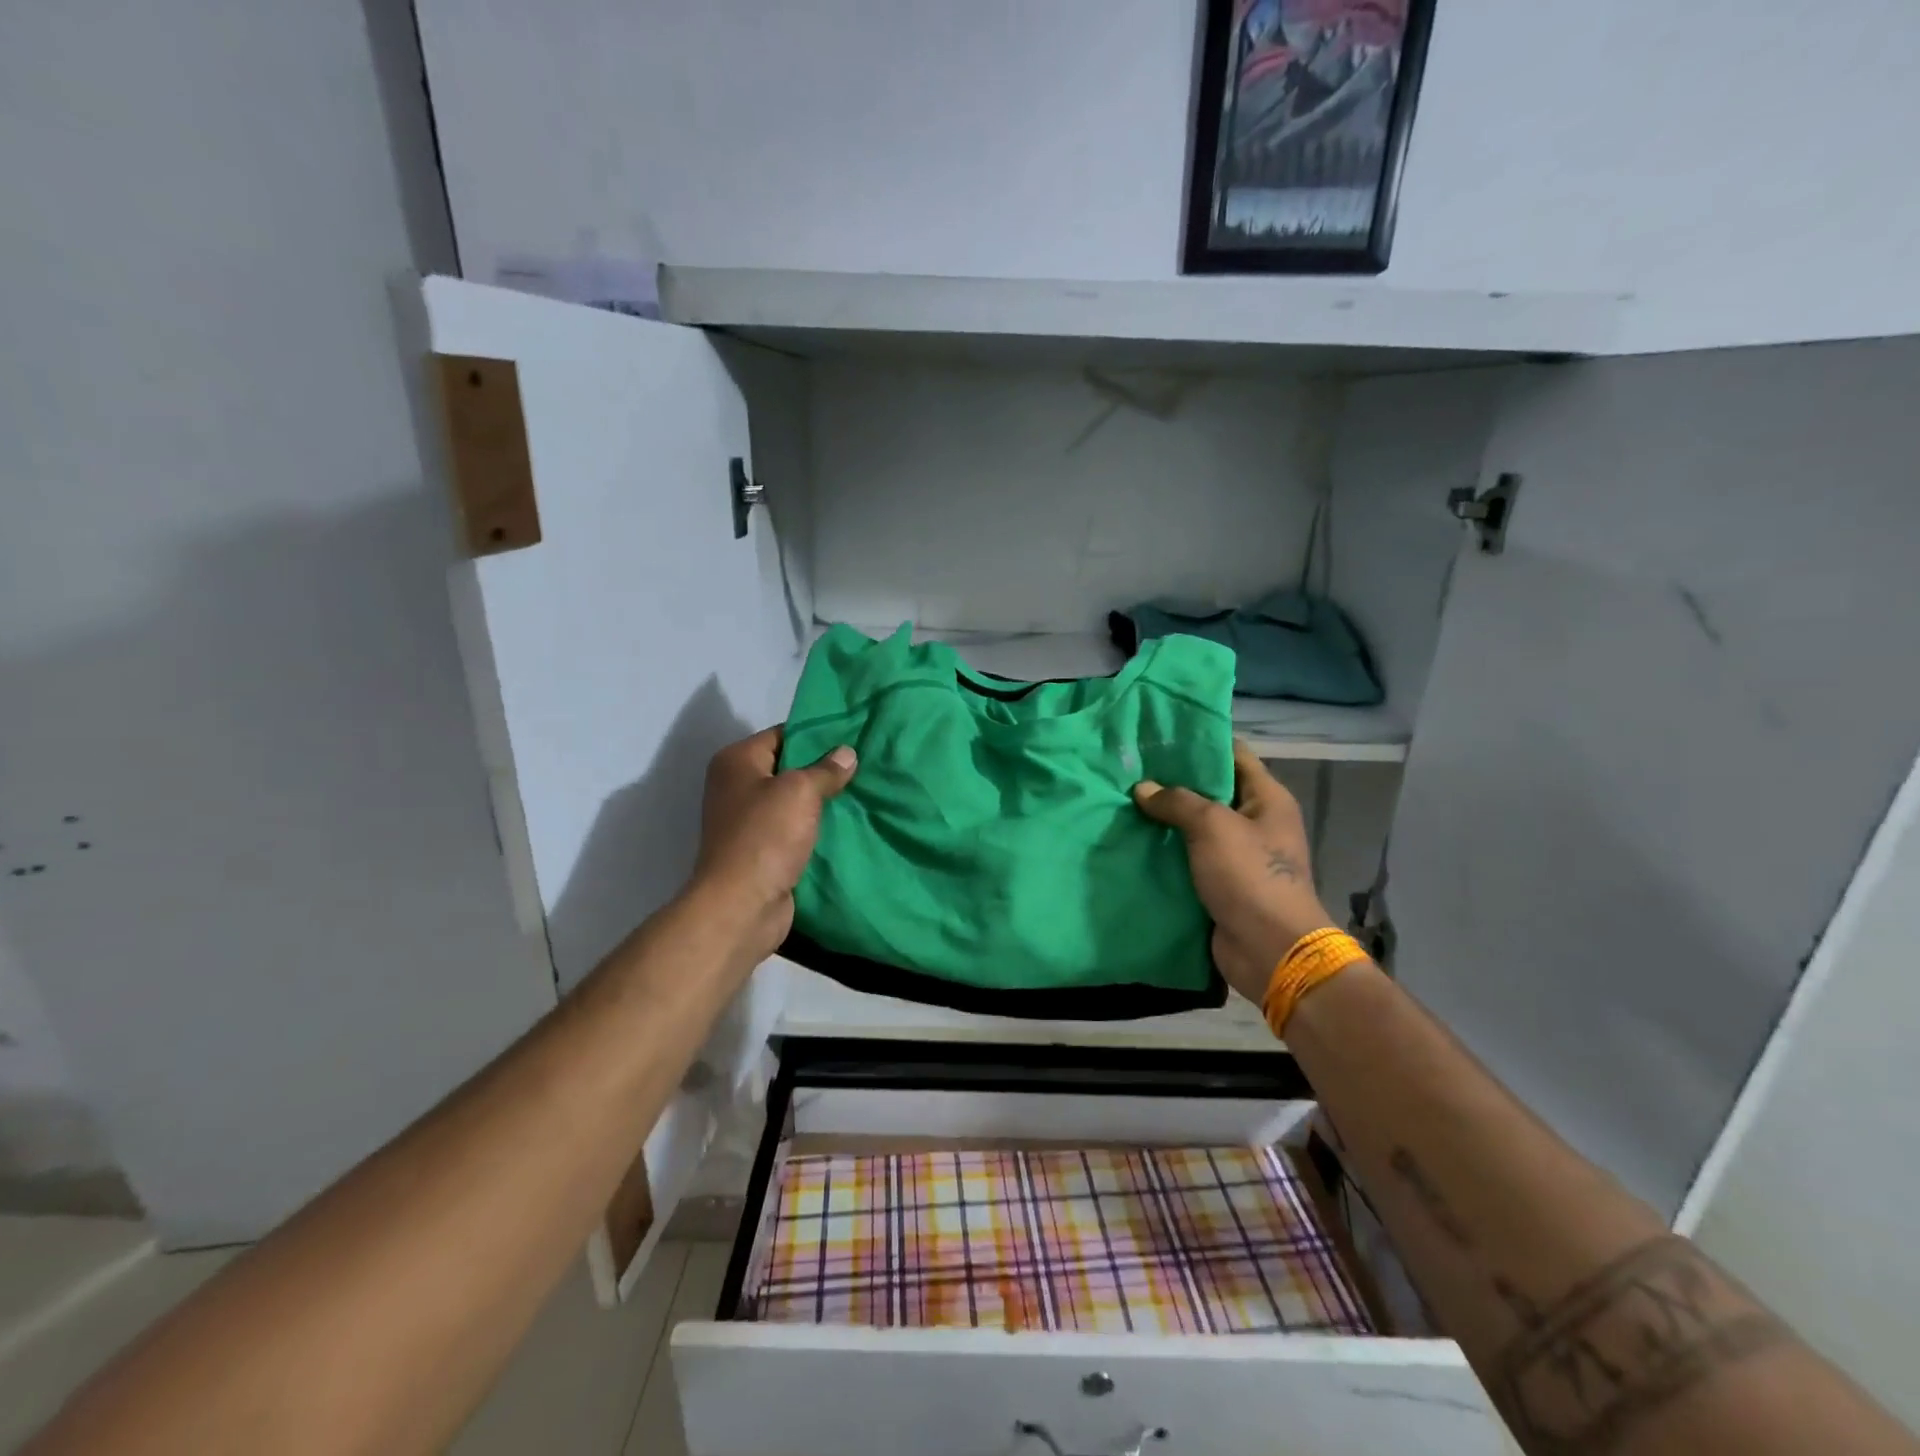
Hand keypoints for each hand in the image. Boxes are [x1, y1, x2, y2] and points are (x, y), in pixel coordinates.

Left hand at [690, 727, 856, 962]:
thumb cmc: (766, 836)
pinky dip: (816, 827)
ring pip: (794, 801)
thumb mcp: (801, 792)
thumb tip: (847, 753)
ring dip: (822, 801)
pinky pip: (794, 829)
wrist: (742, 906)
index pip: (782, 734)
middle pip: (788, 767)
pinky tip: (847, 824)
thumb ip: (826, 770)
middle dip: (823, 769)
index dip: (817, 735)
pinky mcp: (761, 850)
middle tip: (864, 764)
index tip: (853, 737)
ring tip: (863, 792)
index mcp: (736, 761)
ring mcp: (747, 821)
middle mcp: (736, 786)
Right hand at [1133, 740, 1336, 1004]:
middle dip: (1173, 782)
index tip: (1159, 736)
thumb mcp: (1212, 827)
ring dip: (1164, 820)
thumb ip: (1177, 801)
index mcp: (1266, 799)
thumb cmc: (1250, 876)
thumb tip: (1143, 789)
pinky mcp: (1220, 885)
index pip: (1233, 754)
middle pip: (1211, 791)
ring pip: (1194, 828)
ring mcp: (1237, 856)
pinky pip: (1188, 860)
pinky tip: (1132, 841)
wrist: (1270, 950)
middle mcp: (1255, 823)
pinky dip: (1165, 853)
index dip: (1200, 742)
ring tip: (1123, 802)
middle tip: (1130, 769)